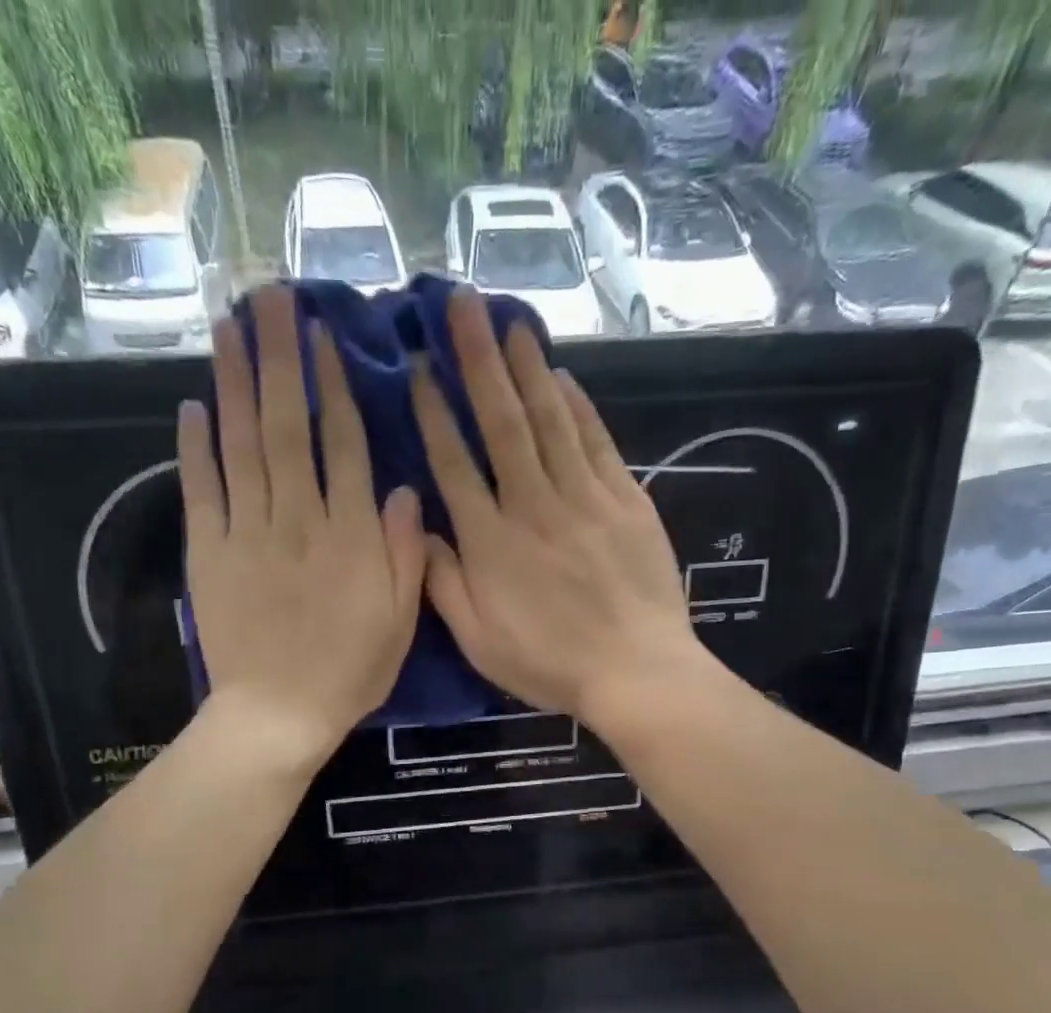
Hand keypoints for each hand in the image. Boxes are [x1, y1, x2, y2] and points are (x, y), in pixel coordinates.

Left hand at [181, 285, 423, 762]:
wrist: (278, 713)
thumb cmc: (349, 672)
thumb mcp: (401, 622)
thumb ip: (405, 553)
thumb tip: (405, 490)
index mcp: (351, 536)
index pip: (345, 446)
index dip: (335, 387)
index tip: (324, 336)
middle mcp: (299, 519)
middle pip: (289, 426)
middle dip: (280, 359)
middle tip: (269, 299)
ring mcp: (248, 532)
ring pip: (243, 445)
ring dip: (237, 382)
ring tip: (230, 328)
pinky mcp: (209, 553)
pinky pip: (202, 489)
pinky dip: (196, 447)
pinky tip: (194, 405)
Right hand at [413, 288, 702, 722]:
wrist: (635, 671)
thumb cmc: (549, 663)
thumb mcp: (478, 641)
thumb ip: (443, 585)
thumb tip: (421, 531)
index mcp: (491, 542)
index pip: (454, 463)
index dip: (432, 412)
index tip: (415, 367)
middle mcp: (533, 505)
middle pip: (501, 423)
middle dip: (477, 360)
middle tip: (461, 304)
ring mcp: (584, 498)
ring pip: (550, 420)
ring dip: (527, 367)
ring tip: (508, 319)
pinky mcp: (626, 500)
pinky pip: (596, 441)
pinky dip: (578, 405)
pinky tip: (562, 376)